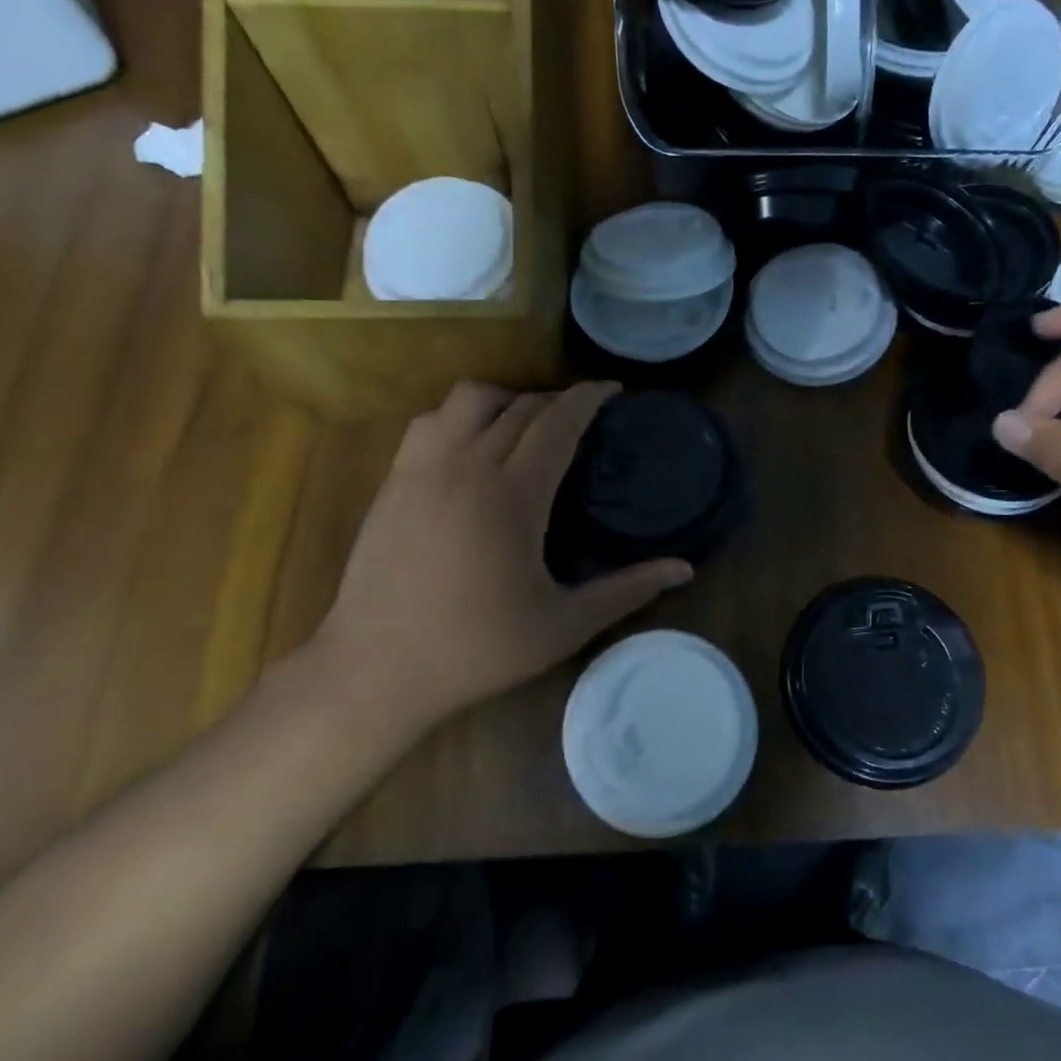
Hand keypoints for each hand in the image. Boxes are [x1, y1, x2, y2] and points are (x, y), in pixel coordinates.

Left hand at [312, 382, 692, 736]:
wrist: (375, 670)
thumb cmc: (477, 649)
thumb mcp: (564, 625)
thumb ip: (627, 590)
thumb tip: (684, 569)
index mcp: (512, 495)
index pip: (557, 423)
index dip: (588, 398)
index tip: (612, 389)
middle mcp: (466, 466)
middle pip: (518, 405)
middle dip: (556, 399)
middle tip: (582, 415)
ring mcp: (421, 469)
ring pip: (466, 399)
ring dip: (505, 399)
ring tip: (524, 424)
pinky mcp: (392, 483)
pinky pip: (430, 423)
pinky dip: (460, 418)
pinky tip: (471, 449)